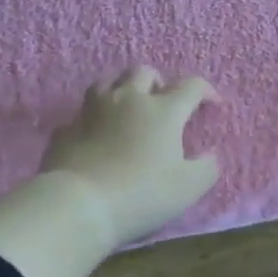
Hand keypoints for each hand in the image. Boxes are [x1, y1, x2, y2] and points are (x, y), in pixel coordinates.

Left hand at [39, 67, 219, 245]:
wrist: (78, 205)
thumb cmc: (141, 194)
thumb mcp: (188, 188)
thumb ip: (207, 169)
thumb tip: (210, 156)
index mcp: (163, 110)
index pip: (191, 86)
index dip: (205, 90)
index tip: (211, 104)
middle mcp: (128, 99)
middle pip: (144, 71)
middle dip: (158, 81)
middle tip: (163, 101)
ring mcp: (92, 111)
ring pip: (107, 82)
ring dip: (121, 89)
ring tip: (126, 106)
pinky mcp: (66, 129)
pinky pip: (81, 114)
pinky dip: (91, 120)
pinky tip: (94, 134)